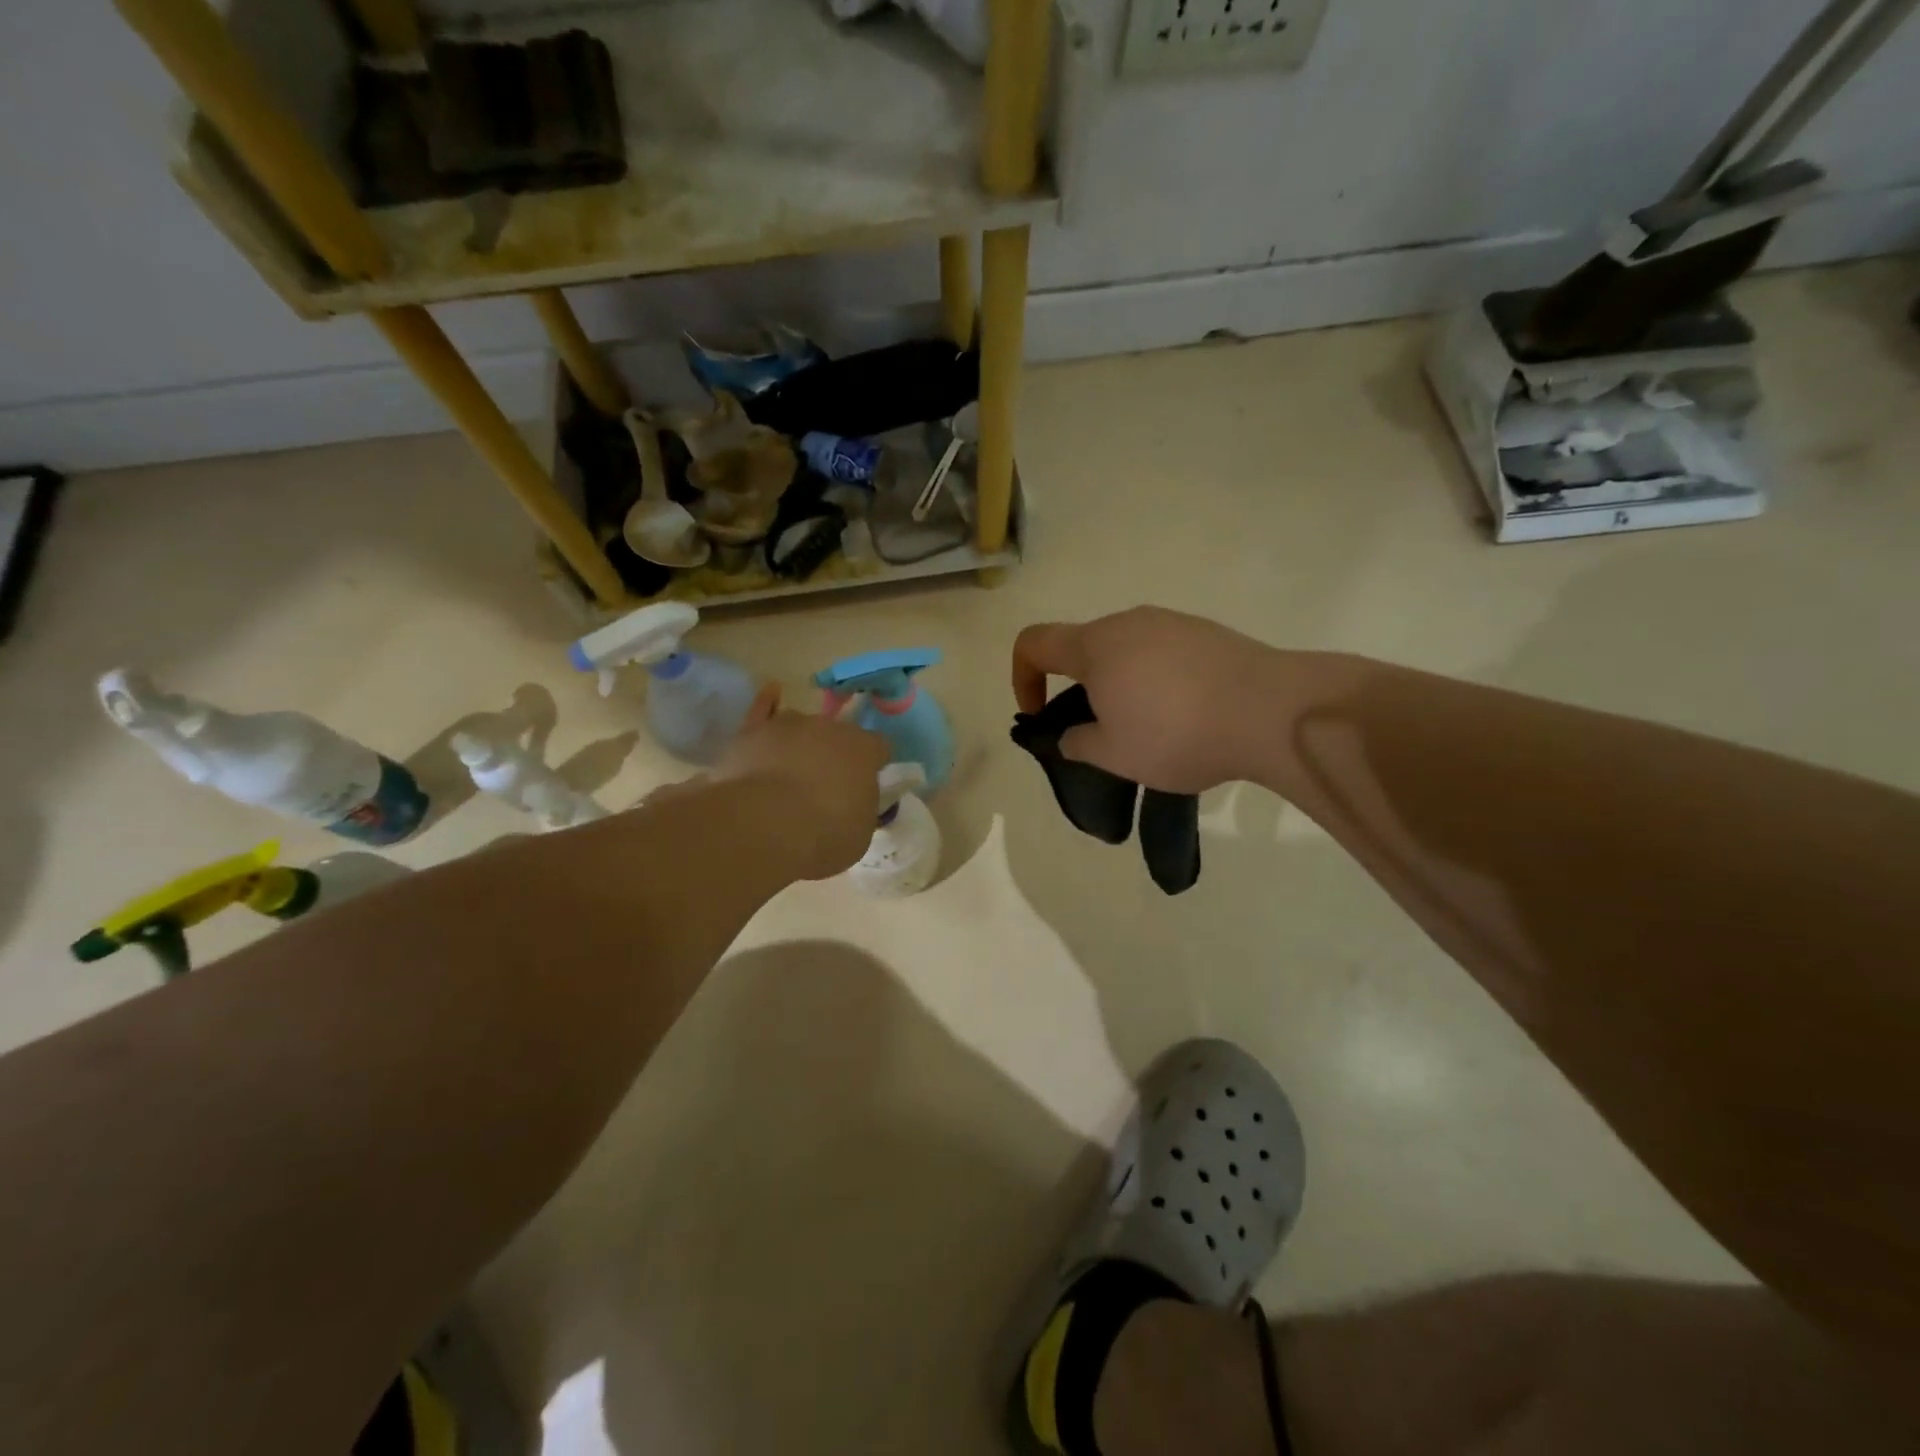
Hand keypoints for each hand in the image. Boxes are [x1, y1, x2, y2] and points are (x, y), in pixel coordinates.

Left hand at [711, 685, 889, 879]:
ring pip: (801, 726)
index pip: (878, 748)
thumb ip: (861, 808)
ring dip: (801, 742)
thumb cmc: (823, 834)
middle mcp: (829, 728)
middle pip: (837, 735)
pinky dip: (767, 703)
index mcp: (864, 750)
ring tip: (791, 768)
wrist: (764, 826)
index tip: (865, 784)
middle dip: (834, 755)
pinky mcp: (752, 732)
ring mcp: (789, 725)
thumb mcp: (860, 832)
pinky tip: (771, 693)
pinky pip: (763, 709)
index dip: (873, 765)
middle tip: (824, 787)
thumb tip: (855, 801)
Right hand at [1012, 607, 1279, 794]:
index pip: (1033, 644)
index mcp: (1095, 646)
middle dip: (1079, 689)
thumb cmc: (1176, 734)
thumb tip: (1072, 735)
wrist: (1271, 711)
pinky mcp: (1207, 633)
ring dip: (1120, 685)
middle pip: (1083, 647)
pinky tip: (1186, 715)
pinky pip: (1163, 653)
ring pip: (1126, 650)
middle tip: (1101, 733)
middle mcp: (1129, 622)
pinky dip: (1156, 680)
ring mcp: (1172, 623)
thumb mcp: (1114, 755)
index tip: (1039, 715)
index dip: (1022, 678)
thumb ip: (1078, 743)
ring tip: (1149, 729)